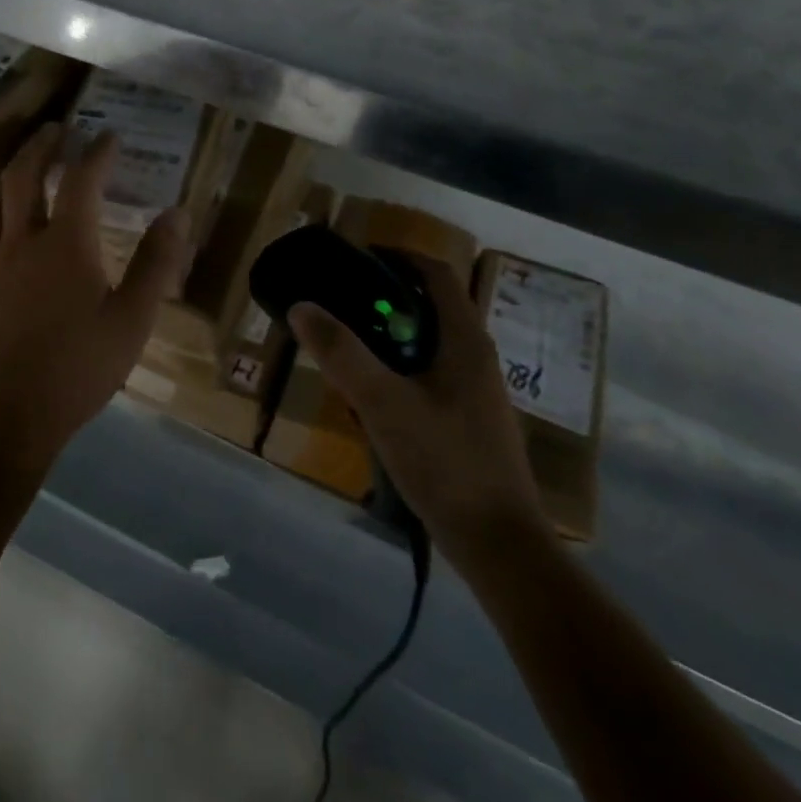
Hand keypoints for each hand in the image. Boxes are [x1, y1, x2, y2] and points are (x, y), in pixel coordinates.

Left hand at [0, 122, 193, 476]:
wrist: (3, 413)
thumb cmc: (76, 368)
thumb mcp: (131, 320)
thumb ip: (155, 264)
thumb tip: (177, 214)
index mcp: (66, 243)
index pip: (81, 180)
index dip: (97, 153)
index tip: (110, 135)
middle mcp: (24, 239)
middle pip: (26, 175)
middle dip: (43, 146)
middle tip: (59, 128)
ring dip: (15, 167)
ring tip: (29, 156)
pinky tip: (4, 214)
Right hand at [288, 256, 547, 573]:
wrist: (499, 545)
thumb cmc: (445, 462)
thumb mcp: (383, 403)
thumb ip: (342, 352)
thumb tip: (302, 305)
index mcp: (465, 341)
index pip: (436, 274)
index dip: (398, 256)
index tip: (355, 258)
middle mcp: (476, 357)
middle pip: (431, 306)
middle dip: (384, 298)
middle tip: (338, 304)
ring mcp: (476, 392)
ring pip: (428, 344)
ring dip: (389, 336)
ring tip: (346, 347)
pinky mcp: (469, 421)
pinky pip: (429, 375)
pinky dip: (398, 369)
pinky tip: (371, 397)